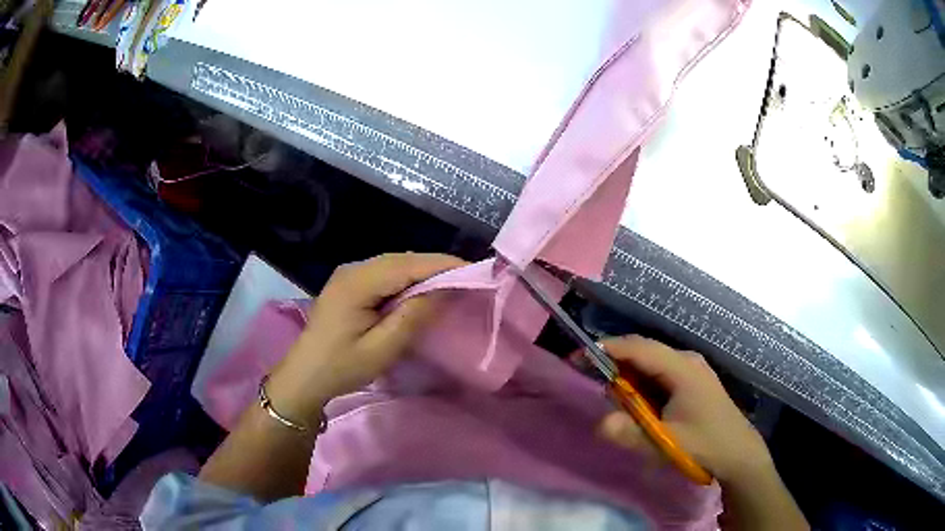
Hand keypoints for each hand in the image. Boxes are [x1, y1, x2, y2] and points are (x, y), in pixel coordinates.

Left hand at [265, 253, 464, 427]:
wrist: (304, 376)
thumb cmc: (341, 367)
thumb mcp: (381, 349)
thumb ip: (412, 317)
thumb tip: (443, 290)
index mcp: (357, 283)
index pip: (407, 265)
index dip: (442, 265)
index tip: (475, 269)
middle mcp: (352, 270)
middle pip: (401, 259)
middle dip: (435, 266)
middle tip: (467, 279)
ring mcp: (349, 275)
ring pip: (394, 264)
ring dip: (421, 272)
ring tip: (449, 284)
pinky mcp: (349, 285)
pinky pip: (384, 274)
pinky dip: (406, 279)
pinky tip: (419, 292)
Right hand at [596, 336, 773, 485]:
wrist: (739, 452)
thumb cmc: (706, 444)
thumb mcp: (667, 442)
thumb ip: (632, 434)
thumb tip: (600, 424)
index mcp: (682, 368)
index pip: (639, 348)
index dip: (608, 349)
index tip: (580, 357)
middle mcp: (686, 361)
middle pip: (643, 353)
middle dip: (617, 368)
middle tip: (600, 392)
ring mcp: (691, 369)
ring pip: (651, 365)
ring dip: (631, 381)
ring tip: (621, 407)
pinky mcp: (692, 381)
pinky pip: (660, 375)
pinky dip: (643, 388)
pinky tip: (641, 408)